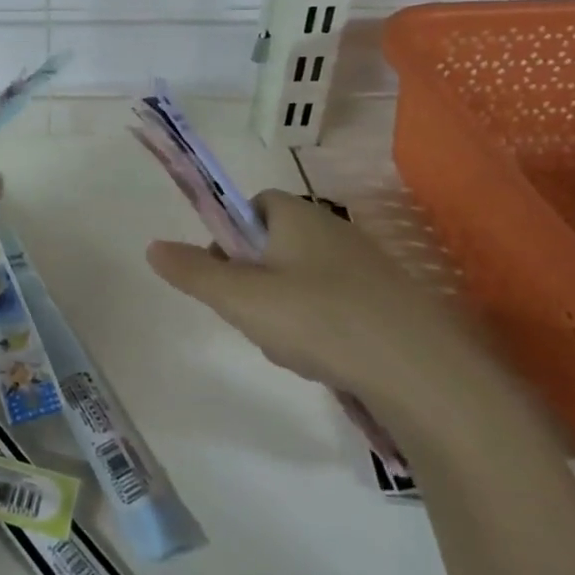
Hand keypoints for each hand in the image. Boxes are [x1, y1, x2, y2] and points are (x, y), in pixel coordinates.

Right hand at [146, 190, 482, 412]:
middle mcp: (333, 230)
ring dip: (283, 307)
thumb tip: (152, 246)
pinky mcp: (388, 303)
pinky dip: (319, 327)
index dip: (230, 233)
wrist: (422, 371)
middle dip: (253, 278)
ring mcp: (366, 267)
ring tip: (288, 346)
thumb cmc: (318, 318)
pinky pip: (335, 304)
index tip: (222, 271)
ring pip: (302, 278)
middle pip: (275, 244)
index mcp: (297, 216)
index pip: (253, 203)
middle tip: (249, 315)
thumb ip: (193, 272)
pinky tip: (322, 359)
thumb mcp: (240, 298)